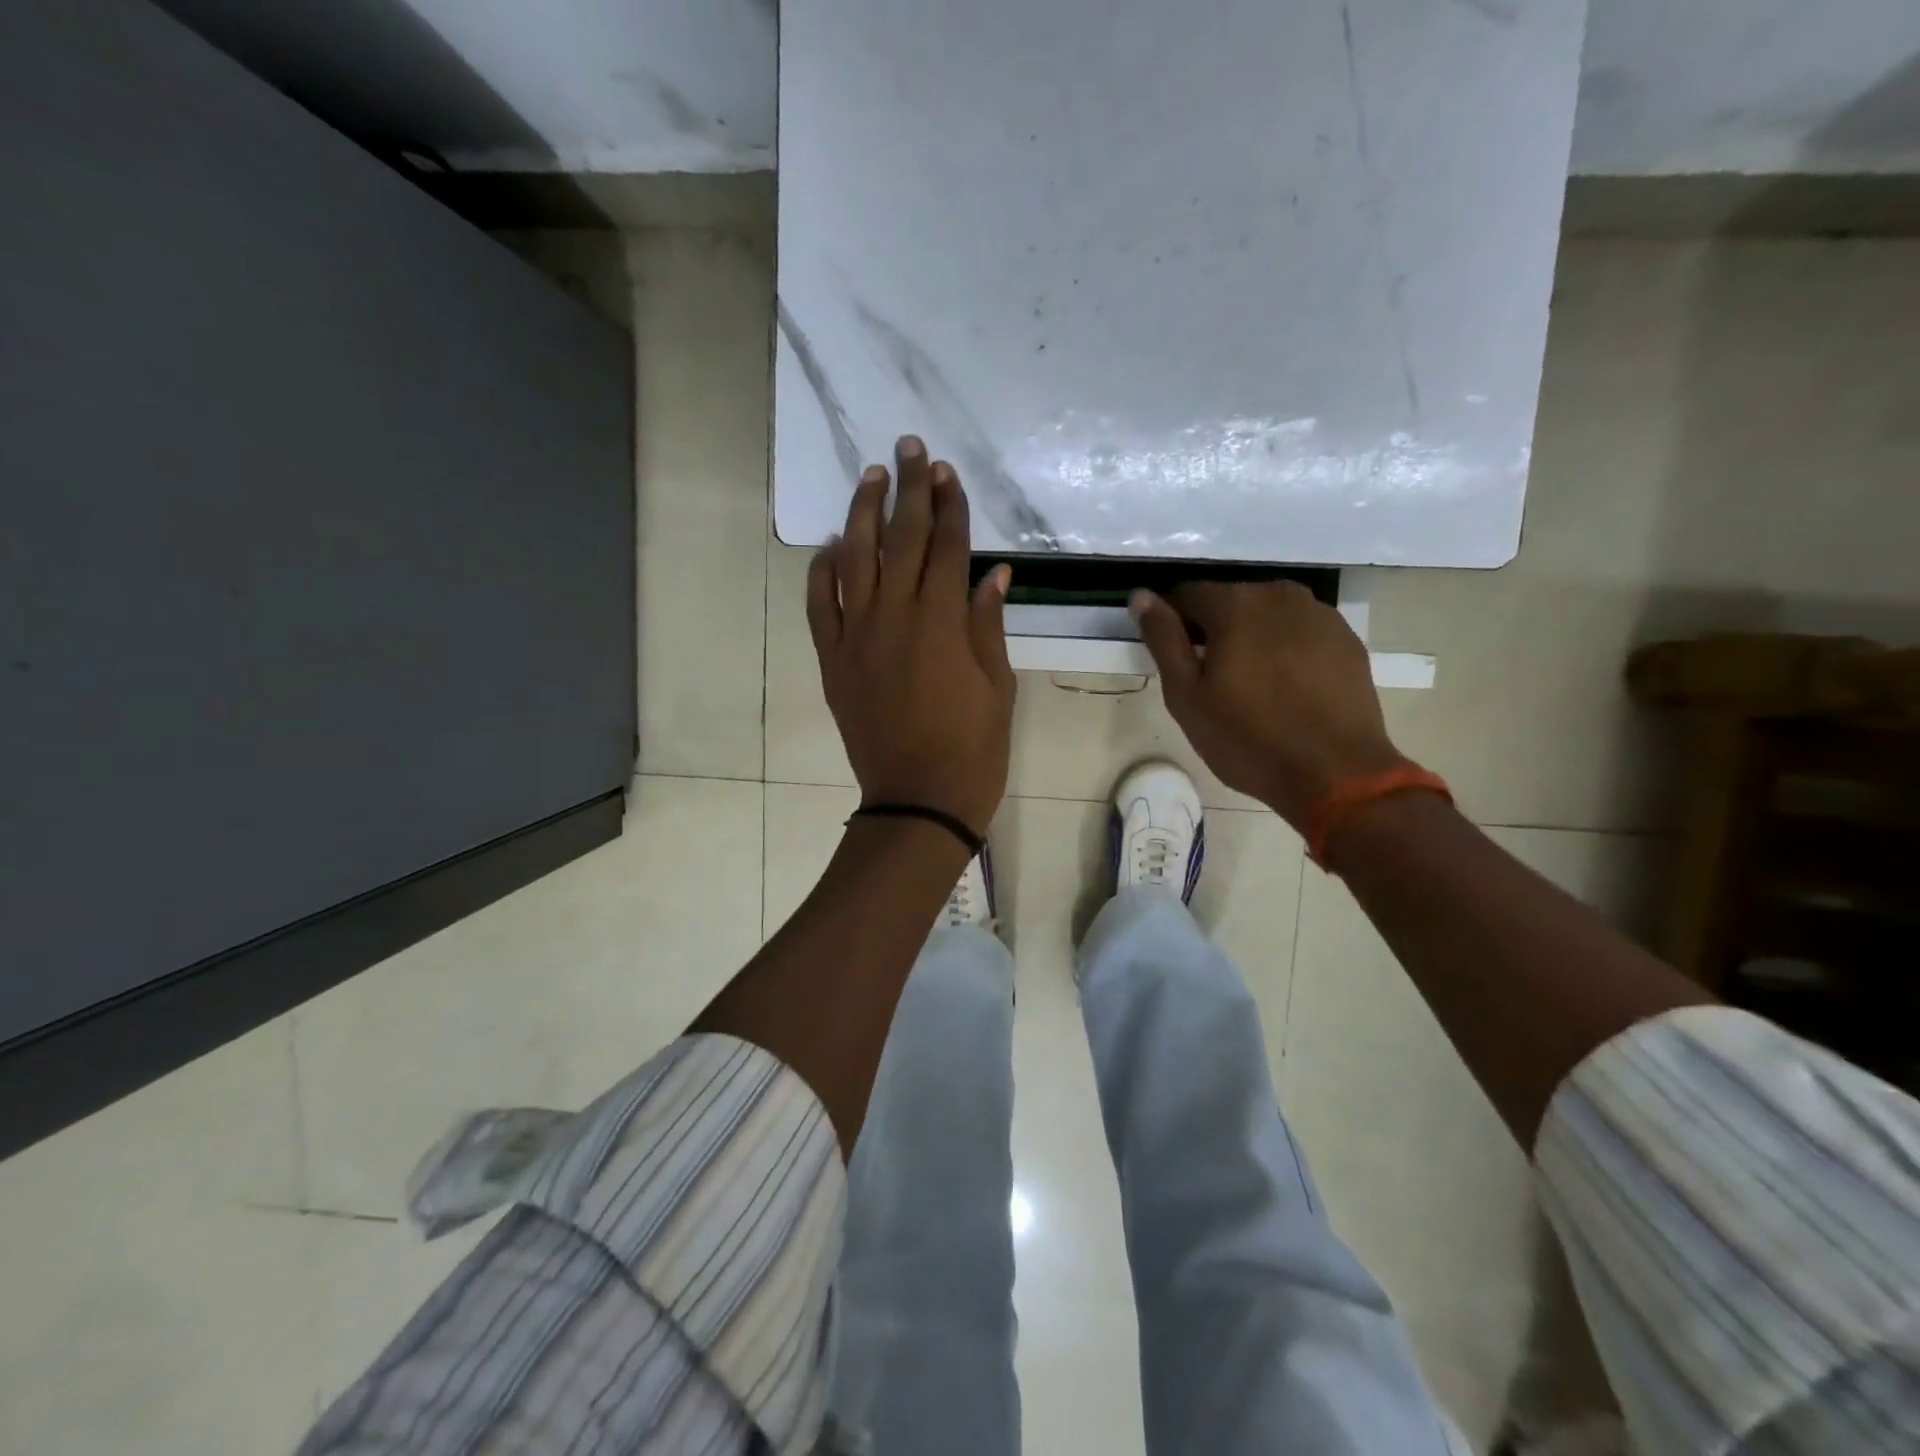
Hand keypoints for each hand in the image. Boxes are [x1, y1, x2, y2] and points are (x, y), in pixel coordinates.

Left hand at [807, 436, 1015, 838]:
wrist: (917, 801)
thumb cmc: (972, 749)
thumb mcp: (998, 687)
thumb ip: (989, 625)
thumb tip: (992, 574)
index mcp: (943, 622)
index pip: (947, 547)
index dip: (949, 505)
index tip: (947, 472)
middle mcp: (896, 617)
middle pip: (902, 539)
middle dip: (909, 490)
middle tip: (911, 448)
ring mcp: (857, 637)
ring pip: (855, 560)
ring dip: (862, 514)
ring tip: (871, 477)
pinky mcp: (833, 660)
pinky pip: (820, 605)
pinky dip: (822, 572)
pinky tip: (829, 546)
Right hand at [1131, 582, 1409, 831]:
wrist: (1336, 774)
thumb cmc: (1247, 738)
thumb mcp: (1186, 695)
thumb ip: (1163, 638)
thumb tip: (1141, 596)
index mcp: (1235, 604)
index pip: (1186, 595)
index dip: (1172, 623)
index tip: (1172, 658)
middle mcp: (1279, 594)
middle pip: (1229, 601)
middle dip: (1213, 630)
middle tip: (1209, 679)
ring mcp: (1320, 614)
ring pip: (1267, 616)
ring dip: (1250, 638)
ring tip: (1250, 685)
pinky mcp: (1346, 639)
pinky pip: (1300, 633)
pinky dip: (1285, 649)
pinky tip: (1285, 689)